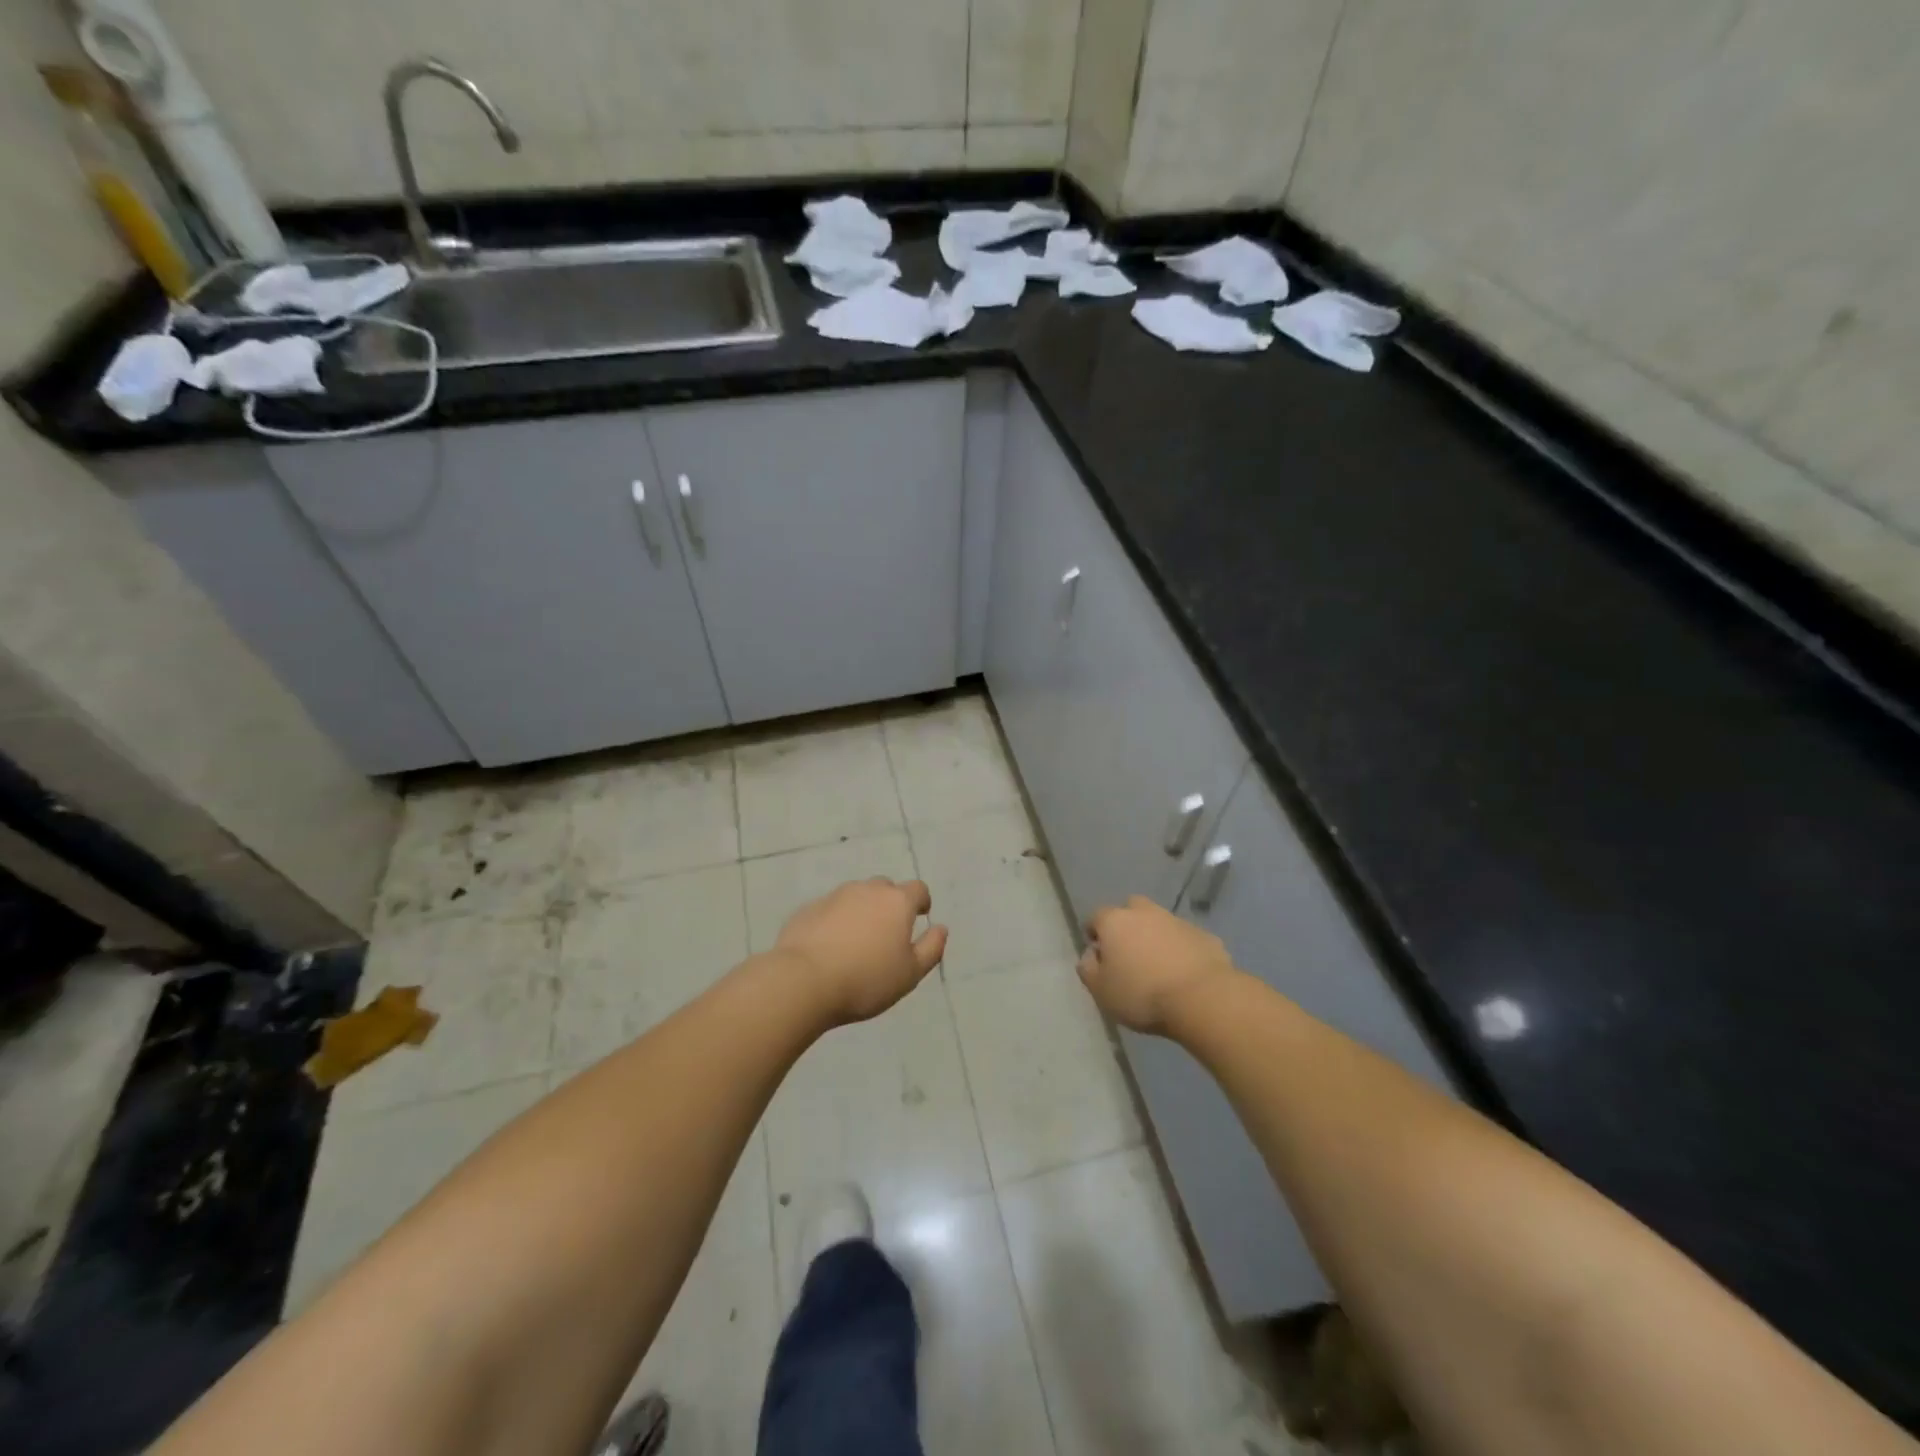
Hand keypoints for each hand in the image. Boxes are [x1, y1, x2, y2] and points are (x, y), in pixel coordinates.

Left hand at [774, 878, 948, 1024]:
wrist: (803, 981)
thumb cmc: (866, 979)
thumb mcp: (910, 973)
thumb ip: (931, 948)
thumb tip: (941, 928)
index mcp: (896, 902)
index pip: (918, 889)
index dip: (921, 901)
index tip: (919, 916)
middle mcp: (867, 890)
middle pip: (885, 889)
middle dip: (890, 904)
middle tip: (887, 934)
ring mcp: (835, 896)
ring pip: (856, 897)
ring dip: (861, 911)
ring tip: (857, 942)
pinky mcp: (808, 909)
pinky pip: (830, 910)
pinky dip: (835, 921)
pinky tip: (830, 947)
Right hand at [1078, 896, 1239, 1033]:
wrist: (1202, 998)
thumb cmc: (1142, 994)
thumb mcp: (1101, 991)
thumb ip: (1088, 969)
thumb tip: (1090, 955)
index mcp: (1115, 921)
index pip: (1096, 917)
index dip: (1094, 935)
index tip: (1098, 956)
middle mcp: (1145, 912)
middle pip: (1131, 909)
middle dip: (1127, 925)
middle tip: (1129, 954)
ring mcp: (1178, 921)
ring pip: (1160, 923)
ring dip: (1156, 937)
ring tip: (1159, 966)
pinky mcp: (1205, 936)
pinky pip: (1185, 939)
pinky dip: (1181, 950)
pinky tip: (1184, 974)